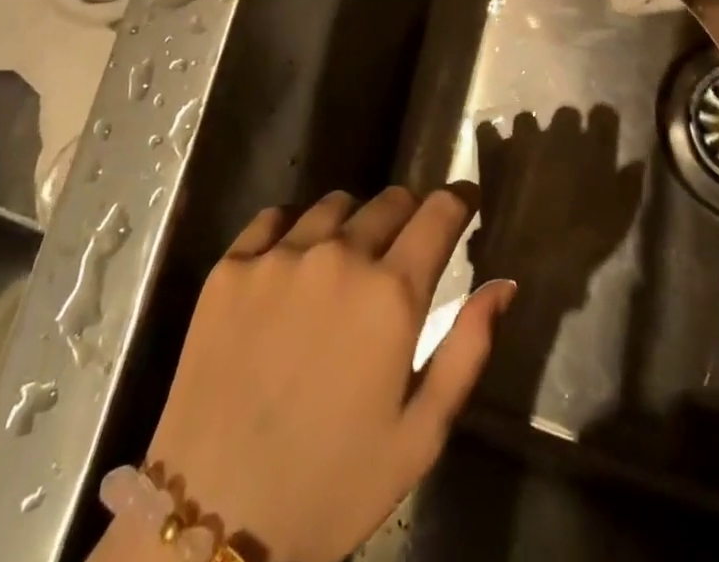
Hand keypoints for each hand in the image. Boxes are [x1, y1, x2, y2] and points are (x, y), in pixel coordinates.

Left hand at [134, 187, 513, 561]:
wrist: (214, 519)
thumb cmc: (332, 486)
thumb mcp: (419, 435)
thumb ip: (468, 349)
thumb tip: (504, 282)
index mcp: (391, 294)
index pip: (439, 212)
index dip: (458, 201)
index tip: (464, 203)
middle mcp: (338, 255)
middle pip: (389, 199)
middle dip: (408, 215)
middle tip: (403, 249)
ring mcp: (280, 255)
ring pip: (334, 204)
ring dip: (352, 223)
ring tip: (344, 263)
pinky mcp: (231, 265)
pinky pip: (274, 218)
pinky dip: (293, 229)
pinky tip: (291, 264)